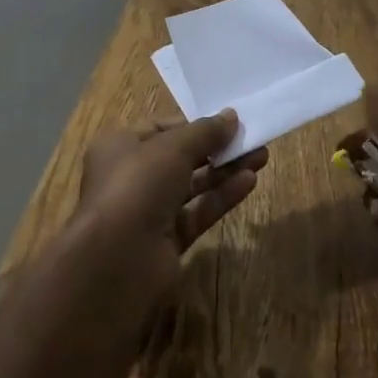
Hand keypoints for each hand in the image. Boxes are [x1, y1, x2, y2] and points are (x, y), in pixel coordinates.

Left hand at [72, 111, 269, 302]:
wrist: (116, 262)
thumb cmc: (137, 185)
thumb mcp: (172, 147)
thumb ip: (205, 132)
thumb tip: (232, 116)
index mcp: (121, 146)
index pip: (161, 128)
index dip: (194, 124)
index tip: (226, 120)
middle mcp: (132, 176)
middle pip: (181, 157)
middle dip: (216, 147)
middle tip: (251, 138)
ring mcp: (149, 211)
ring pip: (193, 185)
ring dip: (225, 171)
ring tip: (261, 156)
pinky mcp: (166, 242)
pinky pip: (198, 212)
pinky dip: (221, 197)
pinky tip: (249, 182)